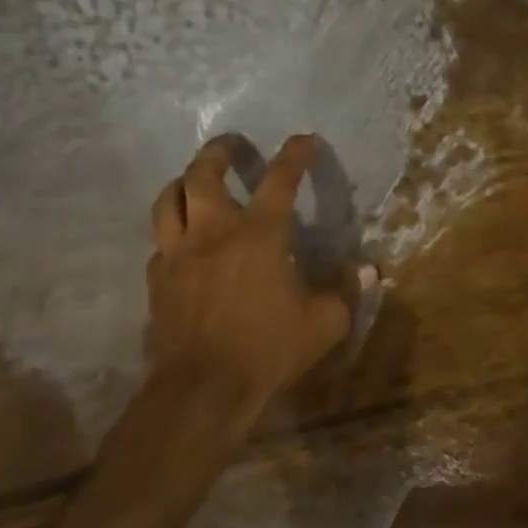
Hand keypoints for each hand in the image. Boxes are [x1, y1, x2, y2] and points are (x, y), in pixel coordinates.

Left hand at [145, 134, 354, 404]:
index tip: (304, 139)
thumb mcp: (325, 323)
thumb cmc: (269, 348)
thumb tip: (369, 271)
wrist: (203, 389)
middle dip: (219, 152)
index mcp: (259, 235)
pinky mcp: (158, 280)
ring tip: (196, 180)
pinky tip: (185, 242)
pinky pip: (161, 242)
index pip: (280, 181)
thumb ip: (346, 291)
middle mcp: (213, 233)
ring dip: (184, 182)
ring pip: (168, 200)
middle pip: (203, 175)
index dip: (295, 156)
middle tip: (233, 146)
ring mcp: (179, 254)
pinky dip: (174, 231)